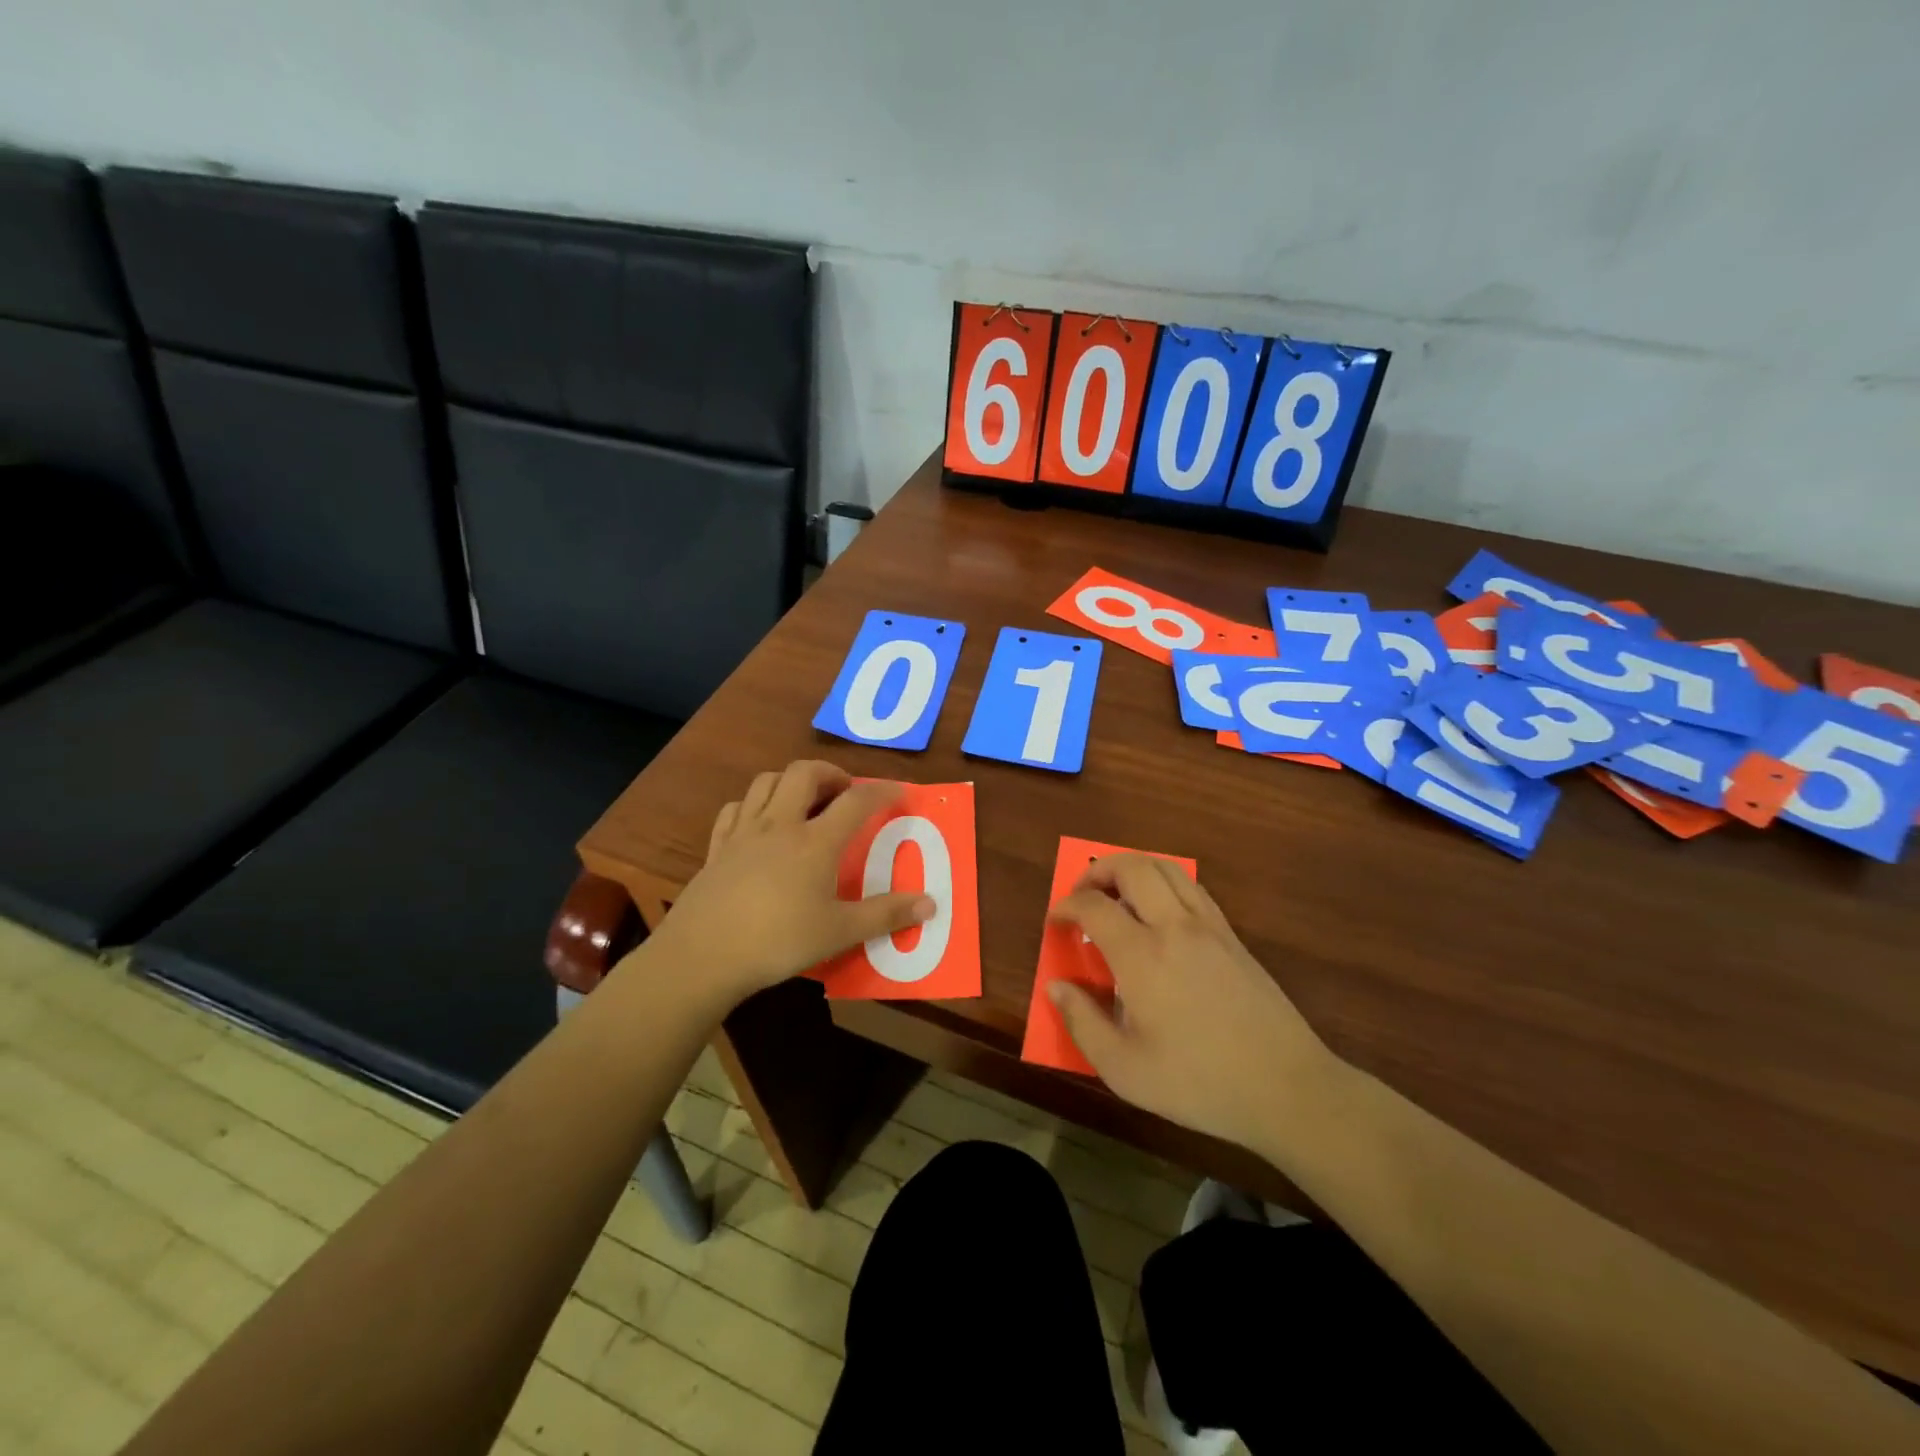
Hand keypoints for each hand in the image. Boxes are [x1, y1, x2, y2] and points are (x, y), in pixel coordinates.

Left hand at [641, 760, 934, 1011]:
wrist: (703, 955)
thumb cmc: (778, 941)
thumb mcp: (839, 932)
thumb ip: (886, 915)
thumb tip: (930, 904)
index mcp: (815, 841)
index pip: (856, 801)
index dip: (882, 791)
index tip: (899, 792)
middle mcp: (780, 825)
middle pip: (805, 773)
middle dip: (830, 773)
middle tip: (845, 793)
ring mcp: (743, 833)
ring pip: (766, 782)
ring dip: (791, 781)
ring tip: (804, 801)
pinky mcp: (717, 848)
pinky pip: (735, 809)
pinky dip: (753, 805)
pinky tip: (759, 823)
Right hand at [1048, 855, 1336, 1155]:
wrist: (1285, 1087)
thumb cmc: (1199, 1082)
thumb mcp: (1125, 1070)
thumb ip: (1082, 1023)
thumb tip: (1056, 986)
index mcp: (1142, 956)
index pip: (1094, 906)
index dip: (1066, 906)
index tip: (1055, 920)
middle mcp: (1174, 927)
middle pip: (1132, 867)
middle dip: (1098, 870)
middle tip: (1082, 894)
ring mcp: (1208, 927)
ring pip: (1167, 868)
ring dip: (1133, 869)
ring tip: (1117, 894)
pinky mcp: (1232, 936)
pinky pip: (1192, 888)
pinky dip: (1165, 883)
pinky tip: (1159, 911)